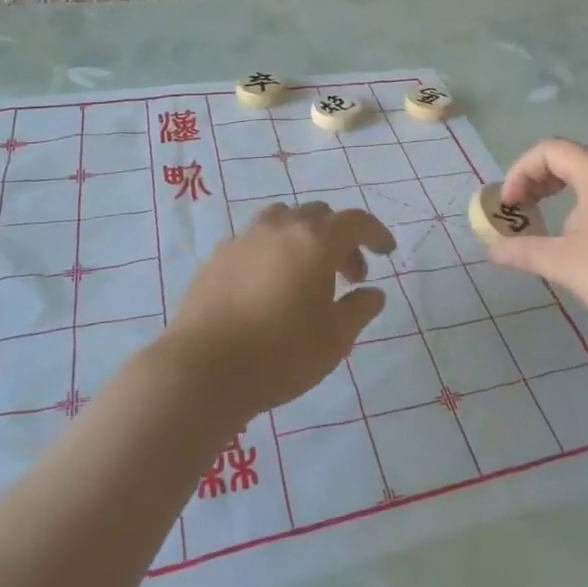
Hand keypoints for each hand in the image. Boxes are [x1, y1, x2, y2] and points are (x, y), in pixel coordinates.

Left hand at [158, 202, 395, 422]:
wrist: (201, 371)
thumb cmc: (280, 354)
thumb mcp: (335, 339)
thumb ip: (359, 309)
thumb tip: (372, 293)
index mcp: (315, 241)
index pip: (355, 221)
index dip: (375, 233)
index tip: (386, 252)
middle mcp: (280, 229)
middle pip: (319, 215)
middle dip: (341, 239)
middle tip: (349, 276)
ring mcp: (244, 239)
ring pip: (283, 219)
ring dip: (304, 237)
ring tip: (306, 272)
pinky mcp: (217, 258)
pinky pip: (254, 239)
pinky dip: (272, 250)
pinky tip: (269, 285)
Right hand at [490, 139, 587, 337]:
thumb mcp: (568, 264)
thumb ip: (526, 252)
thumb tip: (494, 249)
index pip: (549, 150)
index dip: (521, 171)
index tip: (511, 206)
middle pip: (570, 159)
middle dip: (538, 182)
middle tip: (524, 212)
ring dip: (562, 196)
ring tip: (551, 231)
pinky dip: (585, 206)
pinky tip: (586, 244)